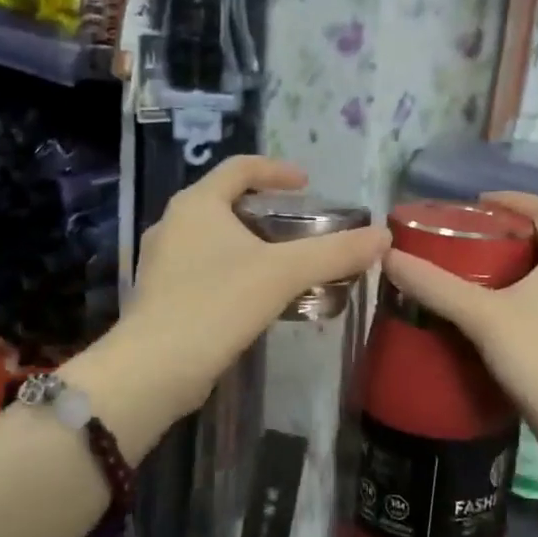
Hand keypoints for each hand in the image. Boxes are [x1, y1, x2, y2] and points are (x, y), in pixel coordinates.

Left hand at [119, 156, 389, 422]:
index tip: (307, 184)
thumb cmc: (216, 303)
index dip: (277, 170)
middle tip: (300, 226)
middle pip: (225, 201)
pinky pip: (204, 268)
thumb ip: (334, 252)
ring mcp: (161, 261)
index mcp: (197, 204)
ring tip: (284, 263)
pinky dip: (233, 270)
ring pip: (213, 238)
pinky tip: (255, 297)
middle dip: (265, 210)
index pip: (240, 168)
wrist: (154, 369)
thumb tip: (383, 237)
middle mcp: (173, 223)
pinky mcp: (161, 295)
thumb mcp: (283, 273)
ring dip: (249, 243)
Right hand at [382, 192, 537, 461]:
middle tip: (466, 242)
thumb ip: (436, 286)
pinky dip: (527, 297)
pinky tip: (498, 319)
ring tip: (475, 278)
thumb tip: (388, 256)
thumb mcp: (483, 318)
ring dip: (518, 269)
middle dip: (508, 236)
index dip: (510, 200)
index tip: (475, 204)